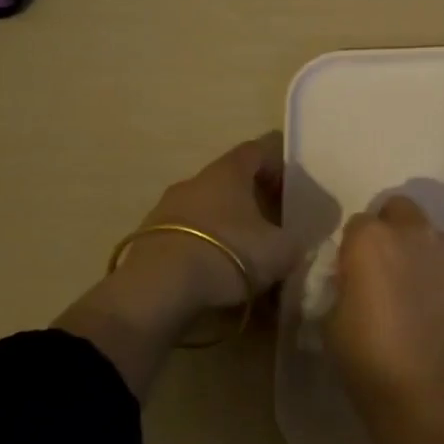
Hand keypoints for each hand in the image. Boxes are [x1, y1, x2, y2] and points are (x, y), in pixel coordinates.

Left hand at [57, 134, 302, 399]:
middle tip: (271, 229)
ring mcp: (166, 208)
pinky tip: (213, 276)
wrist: (156, 292)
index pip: (257, 150)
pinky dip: (202, 249)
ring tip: (242, 260)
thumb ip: (296, 241)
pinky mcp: (146, 239)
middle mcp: (195, 180)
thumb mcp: (280, 251)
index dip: (278, 167)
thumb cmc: (227, 255)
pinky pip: (185, 236)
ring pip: (206, 209)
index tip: (291, 194)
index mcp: (228, 171)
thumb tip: (296, 241)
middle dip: (252, 202)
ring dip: (225, 227)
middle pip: (231, 181)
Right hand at [326, 196, 443, 409]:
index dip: (354, 249)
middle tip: (387, 268)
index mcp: (368, 239)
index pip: (357, 225)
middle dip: (390, 229)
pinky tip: (440, 298)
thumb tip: (352, 279)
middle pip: (397, 210)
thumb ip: (342, 285)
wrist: (429, 387)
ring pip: (428, 230)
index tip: (354, 275)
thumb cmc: (369, 358)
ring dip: (419, 247)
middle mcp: (409, 229)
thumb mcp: (331, 320)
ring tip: (419, 286)